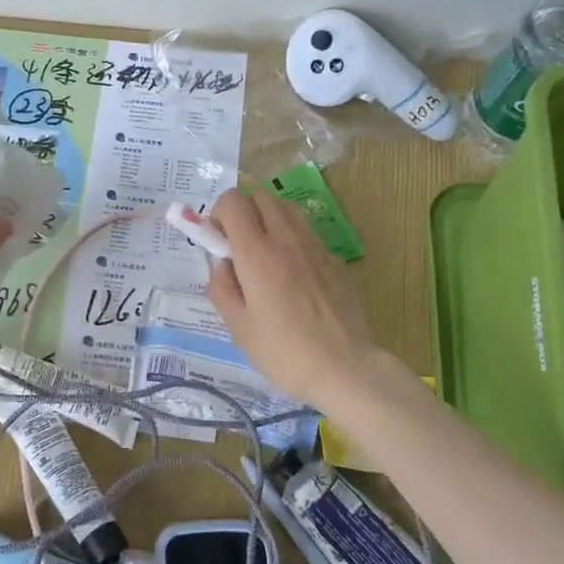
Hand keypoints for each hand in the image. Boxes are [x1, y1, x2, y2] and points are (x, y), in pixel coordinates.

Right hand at [205, 188, 383, 410]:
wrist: (344, 368)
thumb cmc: (283, 352)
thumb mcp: (238, 326)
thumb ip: (221, 287)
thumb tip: (223, 264)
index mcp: (257, 254)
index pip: (233, 202)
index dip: (219, 213)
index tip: (218, 241)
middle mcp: (287, 239)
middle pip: (261, 196)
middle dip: (244, 211)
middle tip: (238, 245)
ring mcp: (316, 247)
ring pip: (287, 208)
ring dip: (269, 219)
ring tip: (265, 254)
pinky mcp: (335, 260)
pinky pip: (307, 232)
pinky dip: (292, 238)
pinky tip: (293, 274)